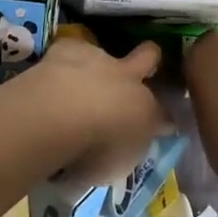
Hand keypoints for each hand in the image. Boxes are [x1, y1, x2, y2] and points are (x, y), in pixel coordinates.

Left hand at [3, 39, 168, 187]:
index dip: (163, 121)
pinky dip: (65, 61)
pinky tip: (54, 74)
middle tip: (141, 68)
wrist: (60, 115)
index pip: (164, 116)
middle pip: (149, 57)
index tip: (160, 127)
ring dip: (97, 66)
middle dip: (150, 59)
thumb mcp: (116, 167)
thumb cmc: (92, 152)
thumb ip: (124, 152)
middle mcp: (128, 80)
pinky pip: (71, 51)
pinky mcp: (69, 49)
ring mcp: (99, 59)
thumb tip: (125, 147)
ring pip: (106, 53)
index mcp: (145, 112)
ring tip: (79, 82)